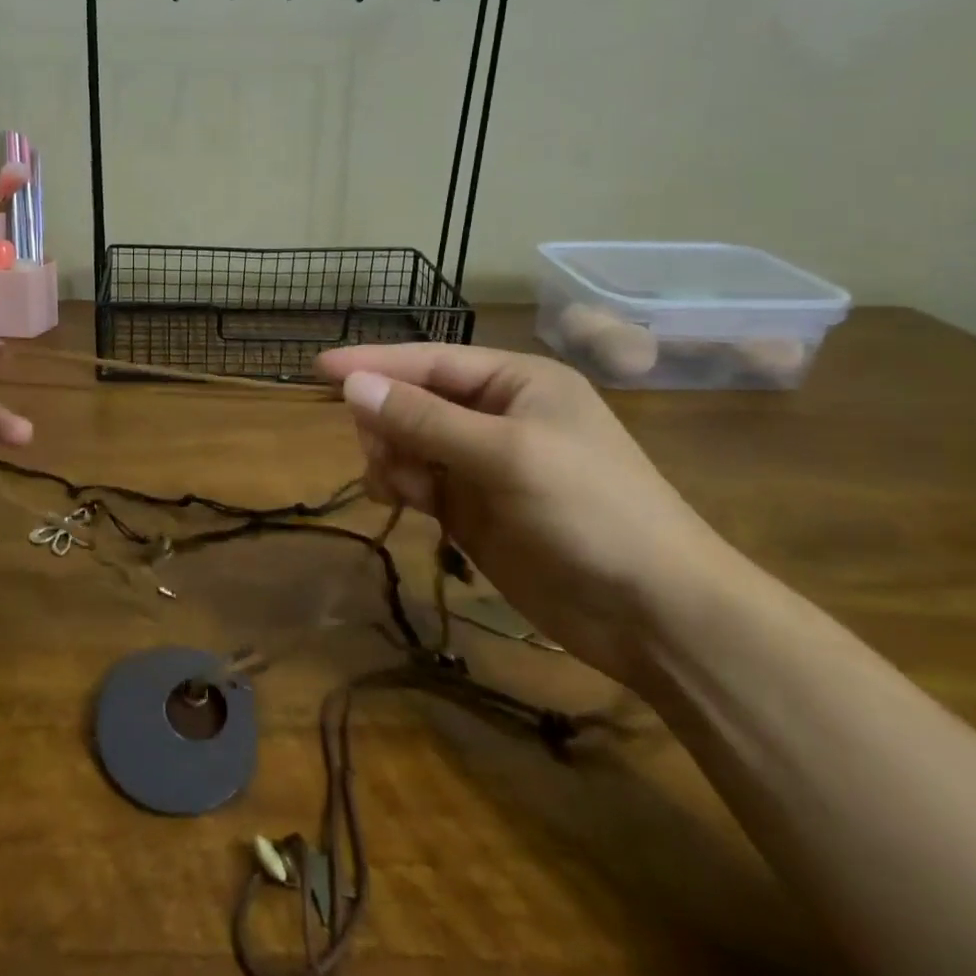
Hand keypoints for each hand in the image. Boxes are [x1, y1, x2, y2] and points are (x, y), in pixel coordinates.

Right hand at [318, 342, 737, 684]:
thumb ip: (424, 419)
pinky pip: (418, 480)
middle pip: (413, 399)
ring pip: (409, 442)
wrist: (657, 615)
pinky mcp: (474, 508)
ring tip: (395, 486)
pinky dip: (401, 485)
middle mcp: (496, 415)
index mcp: (515, 383)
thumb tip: (351, 385)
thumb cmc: (590, 511)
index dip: (373, 363)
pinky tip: (398, 501)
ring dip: (391, 456)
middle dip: (387, 420)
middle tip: (375, 451)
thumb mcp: (505, 455)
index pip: (428, 360)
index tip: (318, 368)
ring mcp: (483, 463)